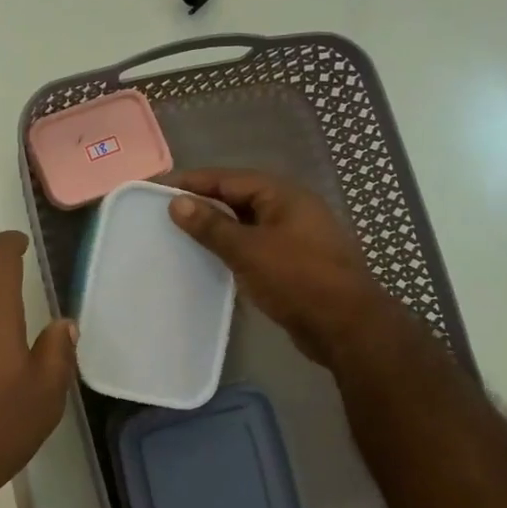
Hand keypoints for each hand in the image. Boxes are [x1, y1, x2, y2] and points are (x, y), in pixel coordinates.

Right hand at [167, 169, 380, 364]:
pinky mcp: (295, 262)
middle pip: (238, 197)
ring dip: (216, 227)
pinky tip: (210, 259)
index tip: (158, 187)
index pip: (228, 178)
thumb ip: (211, 225)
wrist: (348, 328)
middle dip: (202, 202)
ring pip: (247, 223)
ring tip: (180, 233)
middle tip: (164, 210)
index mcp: (283, 195)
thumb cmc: (298, 280)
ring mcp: (296, 236)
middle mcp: (291, 209)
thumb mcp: (248, 250)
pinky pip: (255, 245)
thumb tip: (177, 202)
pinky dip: (232, 248)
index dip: (192, 181)